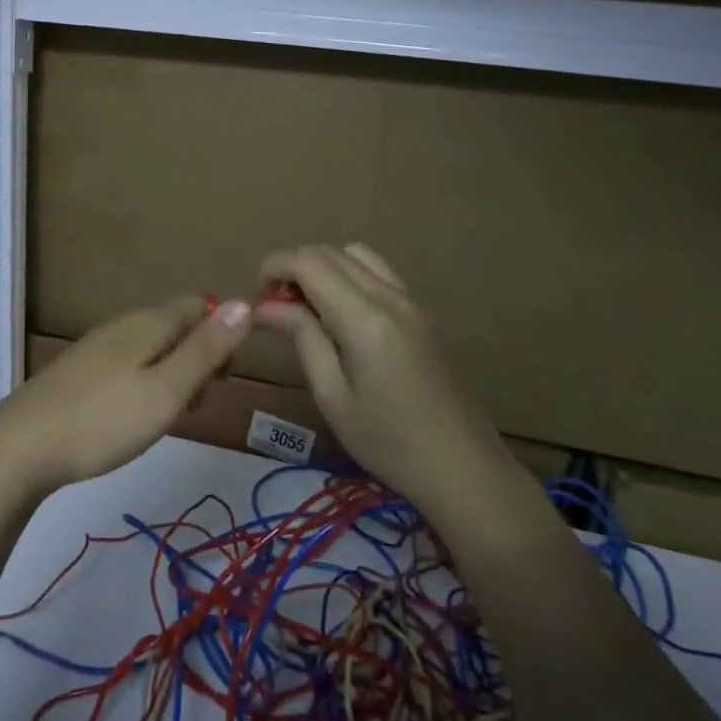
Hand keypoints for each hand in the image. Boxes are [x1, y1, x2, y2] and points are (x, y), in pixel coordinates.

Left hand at [0, 296, 253, 495]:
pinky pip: (128, 366)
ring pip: (153, 348)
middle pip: (176, 326)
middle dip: (199, 357)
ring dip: (173, 375)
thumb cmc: (105, 420)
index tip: (223, 377)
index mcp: (149, 323)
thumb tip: (245, 303)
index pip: (199, 306)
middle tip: (197, 402)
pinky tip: (135, 417)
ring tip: (170, 416)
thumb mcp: (168, 389)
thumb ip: (206, 349)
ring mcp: (98, 348)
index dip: (222, 334)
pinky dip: (145, 385)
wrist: (21, 447)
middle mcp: (124, 326)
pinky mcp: (80, 373)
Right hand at [255, 244, 518, 507]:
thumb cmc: (389, 442)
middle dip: (294, 267)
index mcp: (365, 317)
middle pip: (331, 252)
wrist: (464, 468)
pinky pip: (379, 274)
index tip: (256, 297)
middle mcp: (390, 296)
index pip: (308, 261)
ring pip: (357, 255)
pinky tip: (342, 318)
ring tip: (308, 309)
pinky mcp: (423, 313)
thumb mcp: (333, 396)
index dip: (274, 266)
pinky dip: (349, 277)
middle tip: (276, 308)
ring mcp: (412, 301)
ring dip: (324, 269)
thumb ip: (302, 338)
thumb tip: (266, 306)